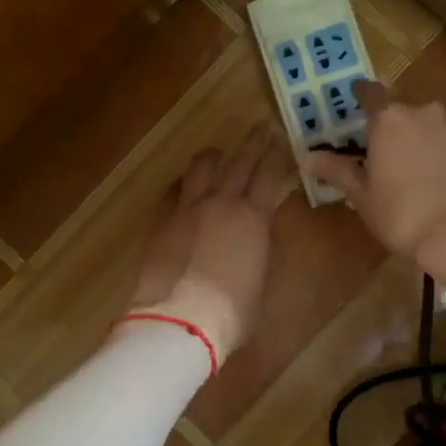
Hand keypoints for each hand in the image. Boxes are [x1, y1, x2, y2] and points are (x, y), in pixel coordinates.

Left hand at [126, 125, 291, 365]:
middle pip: (239, 162)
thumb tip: (256, 235)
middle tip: (260, 127)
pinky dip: (184, 182)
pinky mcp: (163, 220)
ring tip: (218, 151)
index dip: (277, 155)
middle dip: (253, 143)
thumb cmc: (232, 311)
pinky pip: (175, 190)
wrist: (180, 318)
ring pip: (202, 167)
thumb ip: (259, 248)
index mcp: (254, 219)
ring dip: (214, 155)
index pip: (269, 176)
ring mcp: (188, 208)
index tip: (282, 138)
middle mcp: (222, 203)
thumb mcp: (259, 279)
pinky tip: (184, 183)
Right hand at [304, 82, 445, 282]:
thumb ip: (336, 170)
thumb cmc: (401, 214)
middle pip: (403, 109)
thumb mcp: (361, 195)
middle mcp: (425, 111)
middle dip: (393, 124)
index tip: (356, 102)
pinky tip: (445, 177)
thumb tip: (308, 158)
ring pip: (432, 124)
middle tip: (385, 150)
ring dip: (422, 137)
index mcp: (390, 119)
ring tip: (417, 167)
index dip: (361, 95)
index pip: (370, 92)